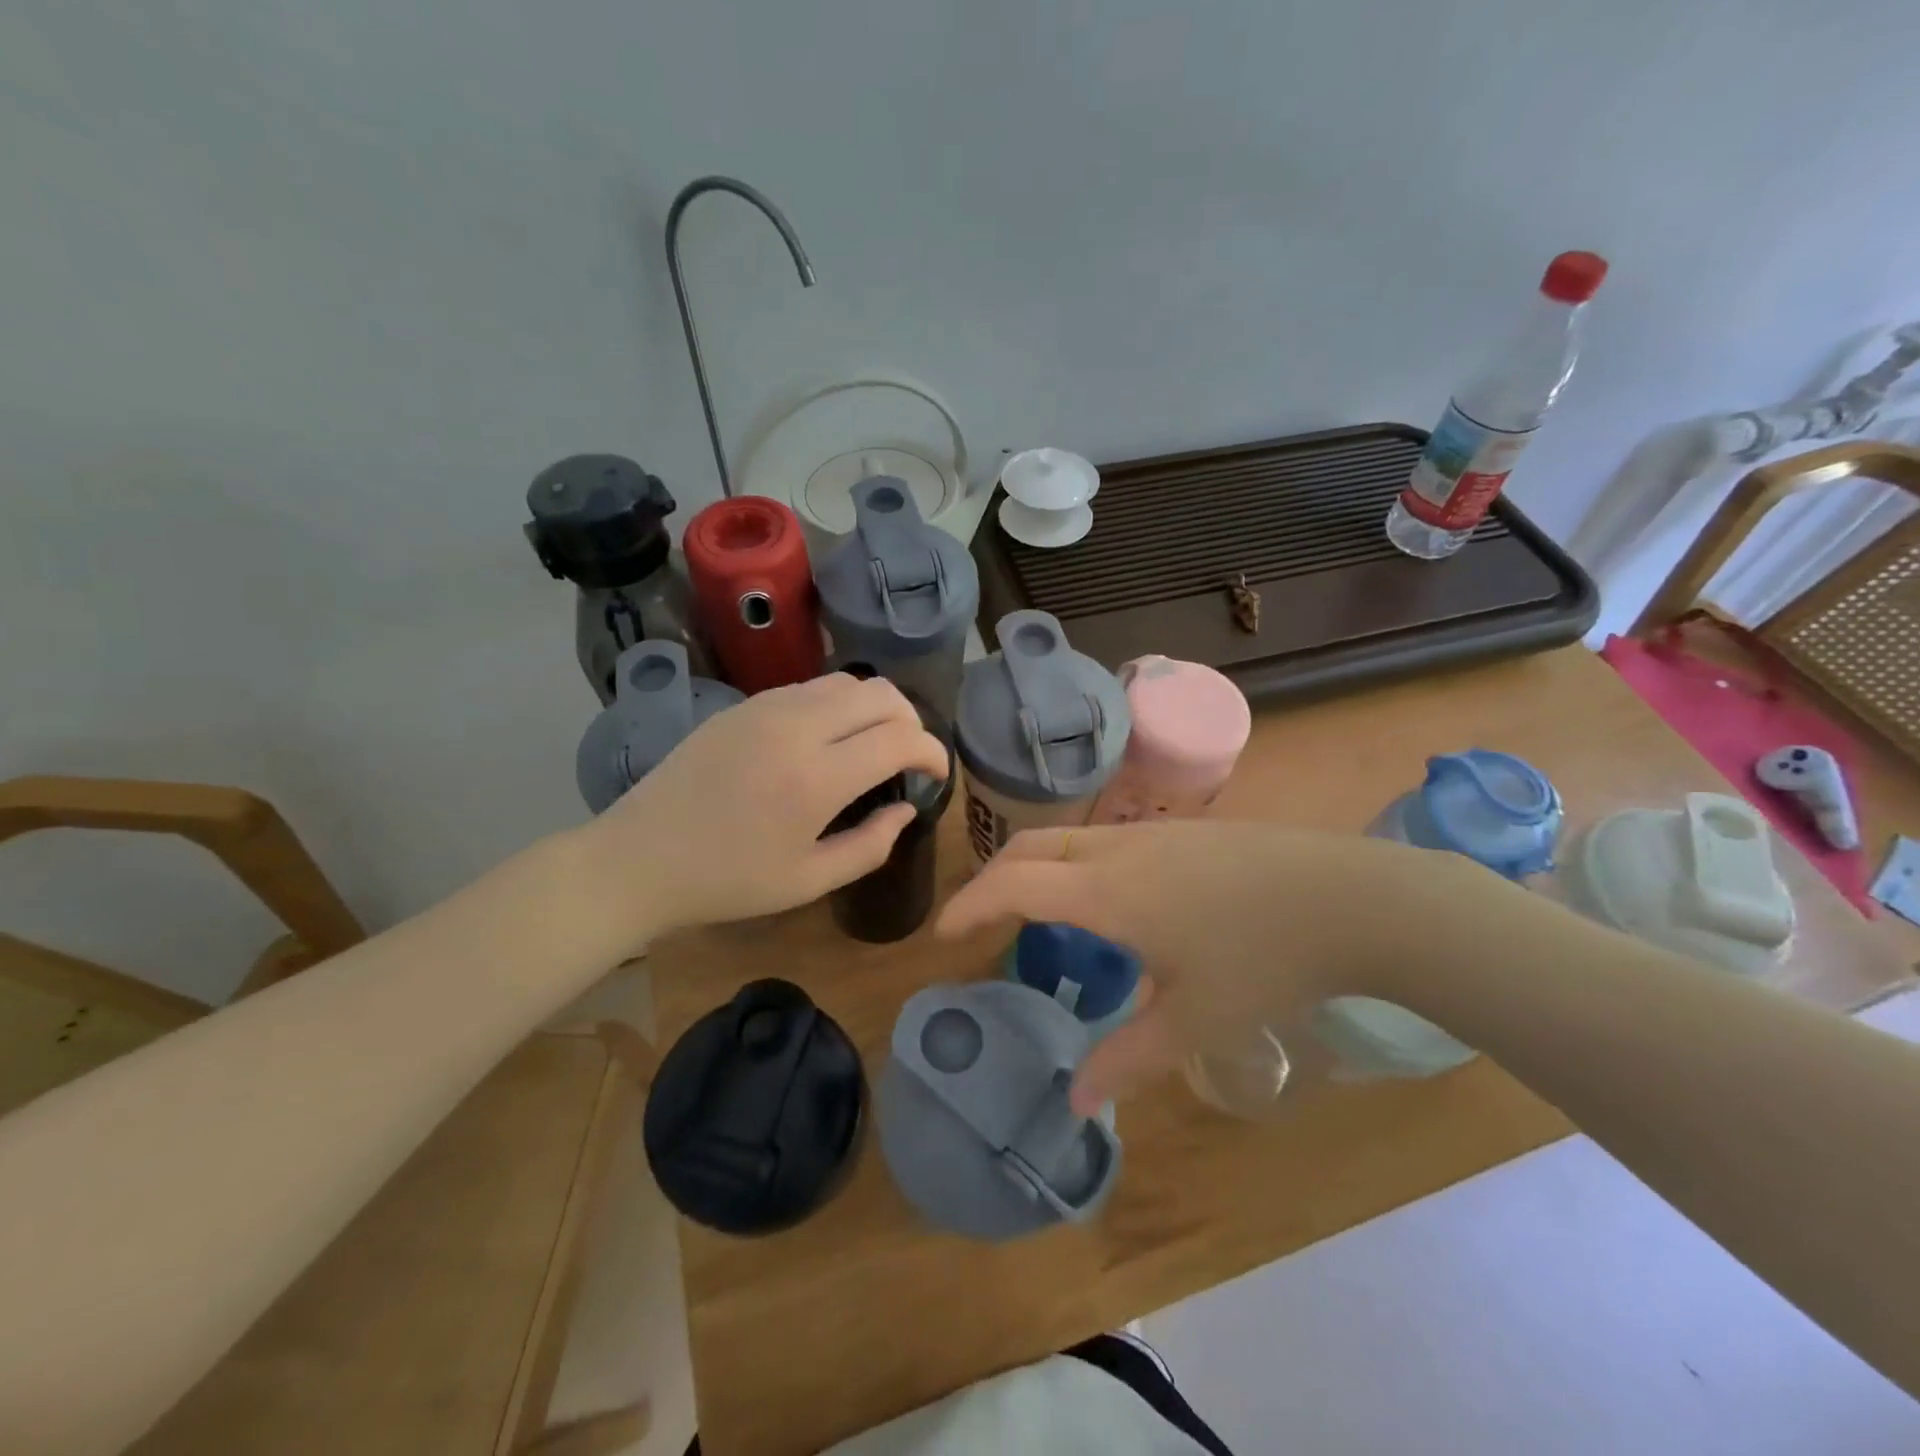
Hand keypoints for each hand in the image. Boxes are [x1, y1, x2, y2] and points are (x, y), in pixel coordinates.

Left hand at [582, 673, 948, 943]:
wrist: (639, 858)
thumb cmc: (727, 882)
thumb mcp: (808, 881)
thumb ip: (871, 846)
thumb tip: (906, 809)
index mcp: (817, 778)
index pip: (901, 737)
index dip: (933, 752)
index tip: (936, 774)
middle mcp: (797, 727)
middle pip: (881, 694)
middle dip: (911, 721)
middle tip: (908, 758)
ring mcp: (767, 708)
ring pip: (847, 682)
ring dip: (875, 708)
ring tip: (871, 746)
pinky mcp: (744, 705)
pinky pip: (810, 688)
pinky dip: (838, 705)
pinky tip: (827, 740)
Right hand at [935, 820, 1483, 1112]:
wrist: (1349, 897)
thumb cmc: (1264, 960)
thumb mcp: (1193, 1021)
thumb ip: (1126, 1057)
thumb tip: (1074, 1098)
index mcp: (1107, 892)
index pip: (1013, 885)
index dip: (970, 905)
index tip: (944, 934)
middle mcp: (1117, 851)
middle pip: (1030, 849)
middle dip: (992, 879)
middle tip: (978, 922)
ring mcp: (1152, 834)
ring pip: (1067, 840)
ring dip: (1035, 869)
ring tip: (1034, 915)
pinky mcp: (1182, 832)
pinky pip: (1103, 842)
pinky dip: (1074, 866)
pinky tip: (1105, 905)